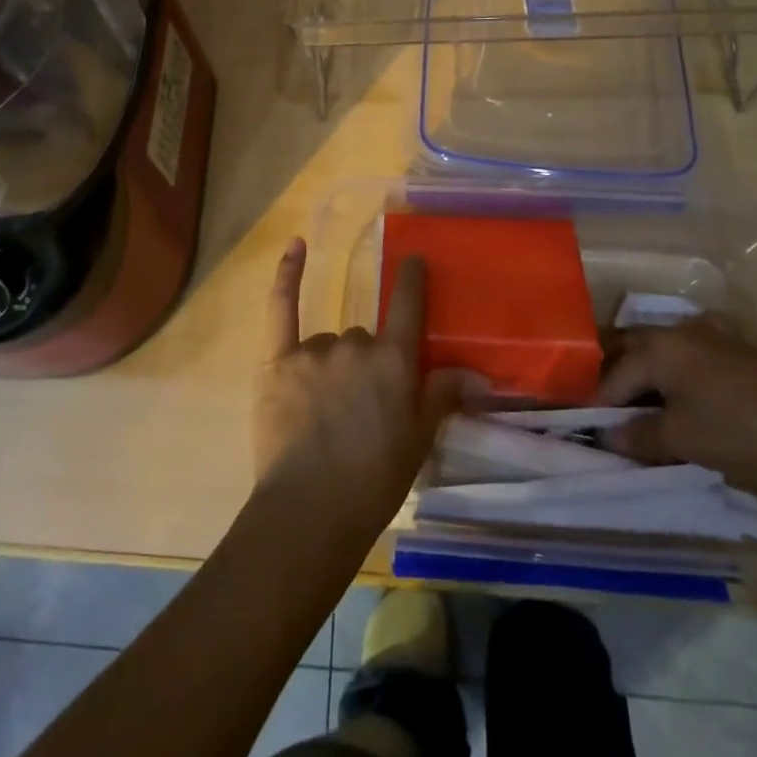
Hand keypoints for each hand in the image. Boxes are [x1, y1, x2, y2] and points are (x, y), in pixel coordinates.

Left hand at [252, 239, 465, 538]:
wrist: (309, 511)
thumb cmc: (373, 482)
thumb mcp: (419, 442)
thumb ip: (442, 396)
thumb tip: (477, 373)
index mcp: (394, 362)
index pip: (409, 307)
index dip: (413, 281)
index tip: (415, 259)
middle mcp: (357, 344)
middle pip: (365, 337)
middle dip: (366, 365)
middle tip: (360, 411)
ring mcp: (315, 350)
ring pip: (330, 342)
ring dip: (333, 365)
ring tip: (325, 415)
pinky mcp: (278, 359)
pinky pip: (283, 307)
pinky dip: (287, 275)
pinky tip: (296, 245)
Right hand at [595, 319, 756, 478]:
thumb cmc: (737, 425)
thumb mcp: (681, 438)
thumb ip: (638, 435)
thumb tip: (606, 435)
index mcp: (652, 348)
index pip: (608, 376)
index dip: (593, 404)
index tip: (582, 428)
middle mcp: (669, 331)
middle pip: (623, 349)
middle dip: (606, 375)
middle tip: (599, 409)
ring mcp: (700, 334)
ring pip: (651, 347)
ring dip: (636, 370)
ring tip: (631, 402)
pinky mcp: (726, 345)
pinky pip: (679, 350)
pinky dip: (666, 365)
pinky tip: (674, 384)